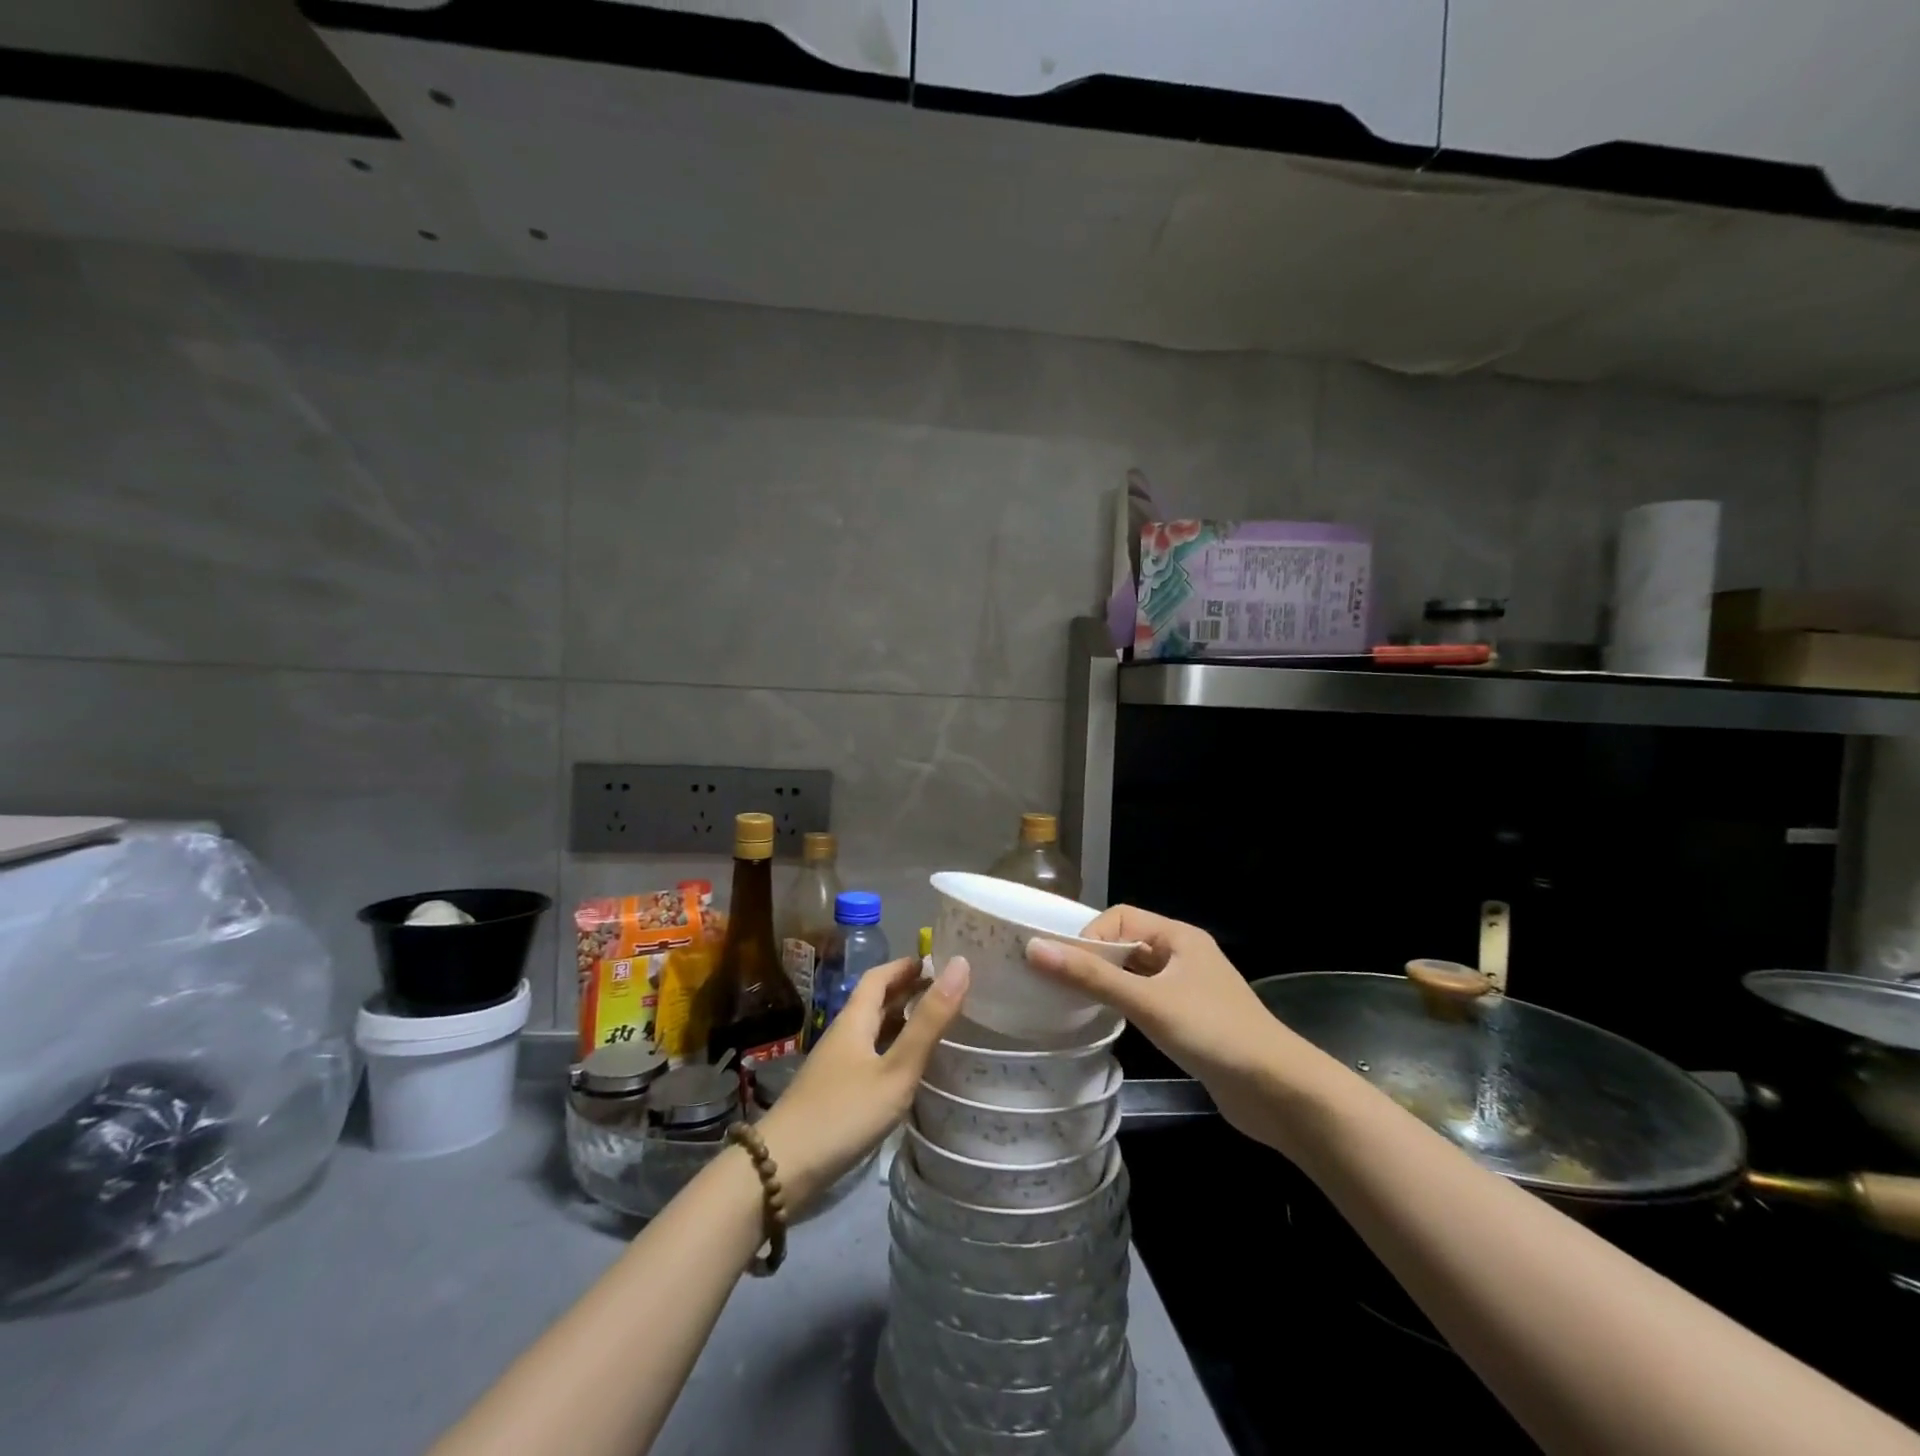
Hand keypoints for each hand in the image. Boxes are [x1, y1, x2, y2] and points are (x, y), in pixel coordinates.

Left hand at [756, 955, 968, 1211]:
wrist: (782, 1169)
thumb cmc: (844, 1112)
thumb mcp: (896, 1068)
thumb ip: (929, 1022)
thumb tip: (960, 964)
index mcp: (854, 1019)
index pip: (879, 976)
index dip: (906, 965)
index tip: (938, 961)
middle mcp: (844, 1035)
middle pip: (876, 1002)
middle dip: (908, 991)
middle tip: (947, 991)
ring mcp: (837, 1066)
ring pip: (873, 1031)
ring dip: (901, 1022)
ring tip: (937, 1025)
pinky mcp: (835, 1093)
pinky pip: (870, 1057)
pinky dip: (893, 1051)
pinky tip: (910, 1069)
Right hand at [1026, 906, 1299, 1138]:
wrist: (1279, 1093)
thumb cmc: (1213, 1033)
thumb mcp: (1147, 1001)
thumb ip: (1091, 976)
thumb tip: (1034, 948)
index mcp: (1178, 936)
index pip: (1120, 916)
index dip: (1091, 938)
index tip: (1071, 970)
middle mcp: (1183, 955)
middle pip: (1126, 943)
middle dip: (1095, 961)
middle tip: (1063, 987)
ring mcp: (1189, 988)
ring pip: (1135, 974)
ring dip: (1109, 984)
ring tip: (1079, 1006)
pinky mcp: (1191, 1020)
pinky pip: (1147, 999)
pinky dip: (1126, 1006)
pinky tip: (1111, 1025)